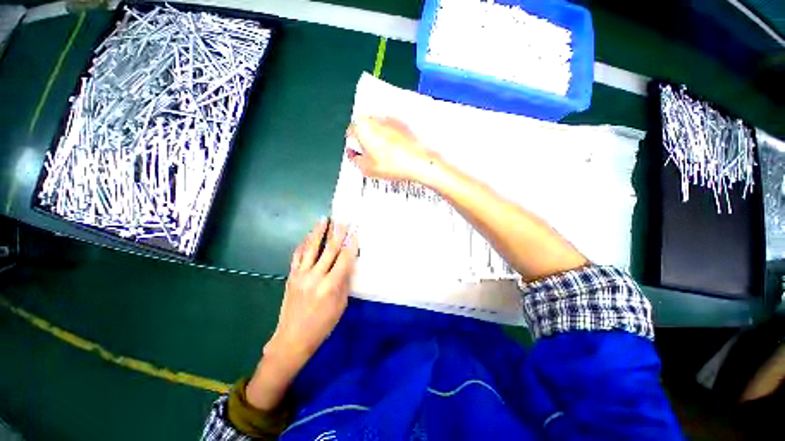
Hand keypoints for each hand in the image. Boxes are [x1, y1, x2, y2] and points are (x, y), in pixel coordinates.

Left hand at [247, 219, 358, 410]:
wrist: (292, 338)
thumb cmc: (322, 325)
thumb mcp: (341, 305)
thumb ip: (344, 282)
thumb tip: (348, 264)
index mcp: (330, 286)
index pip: (344, 259)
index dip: (351, 244)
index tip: (355, 232)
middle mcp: (315, 277)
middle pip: (329, 250)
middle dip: (338, 233)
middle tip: (343, 220)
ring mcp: (301, 275)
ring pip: (311, 248)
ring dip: (318, 232)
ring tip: (323, 219)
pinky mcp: (291, 276)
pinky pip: (297, 256)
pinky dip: (303, 244)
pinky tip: (307, 236)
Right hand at [346, 116, 441, 184]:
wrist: (418, 162)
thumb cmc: (393, 165)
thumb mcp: (367, 169)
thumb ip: (355, 160)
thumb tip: (354, 156)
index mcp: (363, 127)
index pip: (350, 132)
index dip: (353, 145)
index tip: (356, 153)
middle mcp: (376, 119)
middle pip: (364, 127)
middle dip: (364, 140)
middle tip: (369, 155)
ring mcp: (390, 120)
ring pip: (378, 128)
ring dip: (377, 138)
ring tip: (383, 155)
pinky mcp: (402, 124)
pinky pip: (390, 130)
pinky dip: (389, 138)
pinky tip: (394, 152)